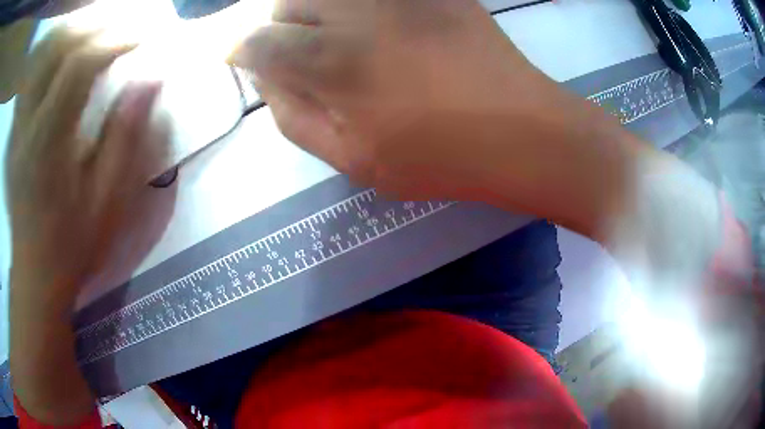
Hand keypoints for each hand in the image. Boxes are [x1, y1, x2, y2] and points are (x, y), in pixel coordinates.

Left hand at [8, 27, 175, 424]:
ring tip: (99, 40)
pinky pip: (34, 79)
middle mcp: (28, 124)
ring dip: (74, 40)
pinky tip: (66, 62)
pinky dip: (54, 59)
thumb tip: (150, 80)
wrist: (35, 275)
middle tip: (125, 31)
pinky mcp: (16, 132)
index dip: (116, 41)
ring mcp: (19, 126)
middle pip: (59, 51)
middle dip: (95, 30)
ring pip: (45, 60)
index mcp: (48, 142)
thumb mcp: (106, 202)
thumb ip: (125, 137)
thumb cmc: (71, 247)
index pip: (81, 65)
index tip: (145, 37)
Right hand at [230, 0, 619, 202]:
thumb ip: (295, 117)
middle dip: (282, 28)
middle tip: (302, 54)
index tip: (247, 59)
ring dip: (316, 10)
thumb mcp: (353, 160)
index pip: (259, 41)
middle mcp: (357, 12)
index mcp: (332, 62)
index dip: (245, 50)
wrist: (519, 131)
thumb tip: (265, 79)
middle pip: (288, 3)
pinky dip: (357, 7)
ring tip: (338, 39)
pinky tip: (376, 29)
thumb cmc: (438, 157)